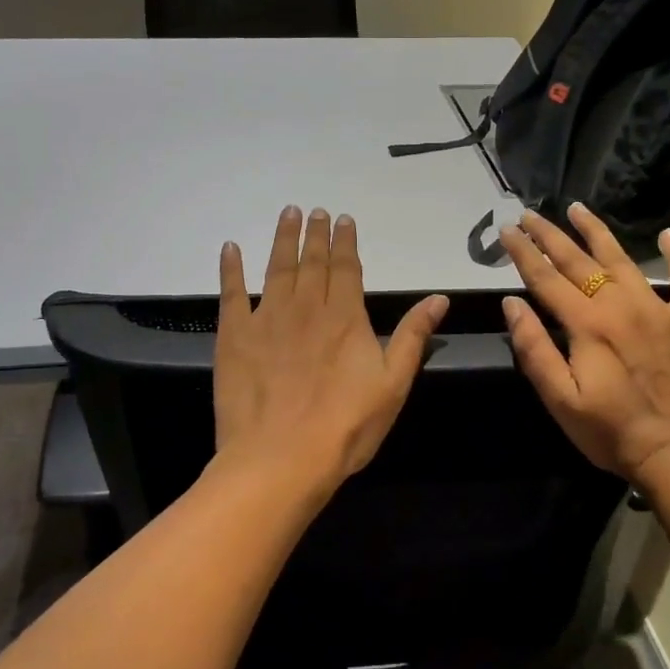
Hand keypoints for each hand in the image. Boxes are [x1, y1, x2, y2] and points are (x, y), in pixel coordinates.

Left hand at [215, 207, 448, 492]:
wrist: (282, 458)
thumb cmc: (345, 426)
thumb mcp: (394, 384)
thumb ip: (413, 336)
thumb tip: (439, 298)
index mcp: (345, 317)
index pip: (346, 268)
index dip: (345, 242)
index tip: (343, 219)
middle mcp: (306, 307)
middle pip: (312, 261)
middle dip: (315, 234)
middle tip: (314, 210)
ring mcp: (267, 319)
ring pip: (277, 268)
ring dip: (282, 239)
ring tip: (287, 214)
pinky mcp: (234, 336)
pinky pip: (232, 293)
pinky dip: (231, 269)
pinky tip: (230, 248)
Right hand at [499, 205, 669, 487]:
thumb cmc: (611, 431)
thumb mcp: (560, 399)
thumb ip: (534, 349)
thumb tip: (512, 304)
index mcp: (587, 324)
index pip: (546, 278)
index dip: (523, 252)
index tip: (506, 229)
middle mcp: (621, 305)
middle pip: (579, 261)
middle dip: (550, 235)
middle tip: (530, 213)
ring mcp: (658, 309)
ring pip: (623, 259)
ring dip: (597, 232)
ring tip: (578, 208)